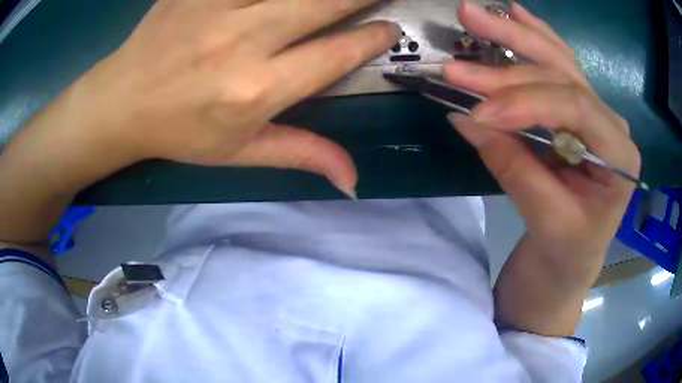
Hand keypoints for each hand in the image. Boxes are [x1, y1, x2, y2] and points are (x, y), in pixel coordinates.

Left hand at [0, 0, 399, 246]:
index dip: (372, 39)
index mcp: (256, 90)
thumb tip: (353, 179)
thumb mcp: (239, 152)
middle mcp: (242, 41)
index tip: (391, 29)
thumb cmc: (180, 131)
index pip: (335, 54)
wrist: (122, 102)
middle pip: (323, 3)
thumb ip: (301, 154)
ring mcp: (217, 6)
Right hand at [445, 2, 640, 334]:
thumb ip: (513, 166)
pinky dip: (535, 36)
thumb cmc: (569, 248)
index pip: (574, 107)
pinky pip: (558, 64)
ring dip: (514, 35)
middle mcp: (612, 123)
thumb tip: (465, 118)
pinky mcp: (578, 109)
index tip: (478, 112)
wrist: (575, 255)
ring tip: (474, 14)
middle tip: (460, 57)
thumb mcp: (546, 219)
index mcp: (619, 155)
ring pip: (557, 60)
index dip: (525, 103)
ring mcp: (596, 111)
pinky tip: (517, 13)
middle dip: (508, 62)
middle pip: (562, 75)